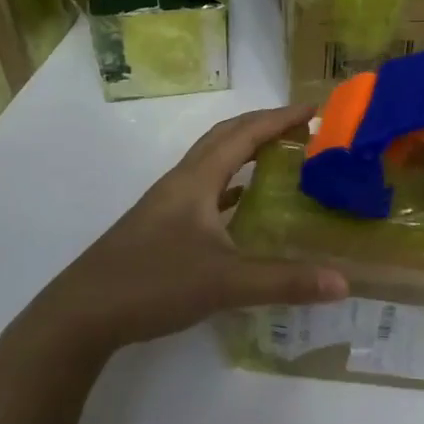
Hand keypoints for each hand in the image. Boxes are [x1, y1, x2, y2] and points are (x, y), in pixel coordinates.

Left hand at [33, 105, 348, 355]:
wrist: (80, 316)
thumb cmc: (153, 284)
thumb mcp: (225, 283)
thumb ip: (284, 281)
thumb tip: (343, 282)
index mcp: (195, 181)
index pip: (244, 134)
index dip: (279, 118)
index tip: (314, 107)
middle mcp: (180, 184)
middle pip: (224, 139)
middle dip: (263, 126)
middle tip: (302, 128)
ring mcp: (167, 206)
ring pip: (212, 165)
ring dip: (245, 153)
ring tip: (281, 158)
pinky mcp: (160, 229)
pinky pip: (205, 193)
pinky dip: (231, 188)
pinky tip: (246, 208)